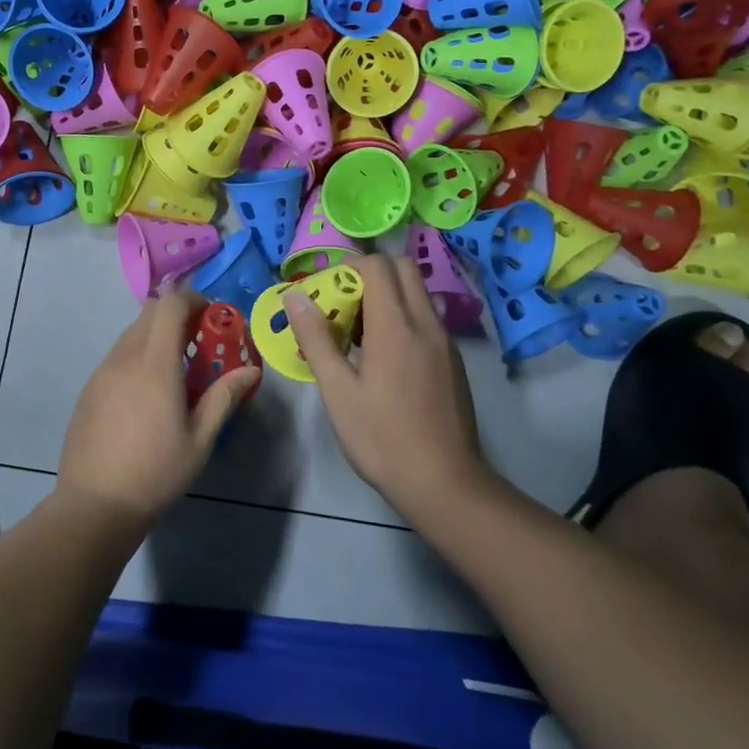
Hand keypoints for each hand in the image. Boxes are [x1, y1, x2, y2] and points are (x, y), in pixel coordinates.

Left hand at [57, 290, 259, 527]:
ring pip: (131, 333)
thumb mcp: (200, 439)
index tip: (212, 318)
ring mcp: (101, 371)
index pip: (169, 304)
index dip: (193, 300)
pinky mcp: (89, 388)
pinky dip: (137, 355)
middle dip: (177, 315)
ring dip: (156, 335)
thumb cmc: (156, 472)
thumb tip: (252, 370)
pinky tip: (148, 392)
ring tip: (176, 369)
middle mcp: (124, 357)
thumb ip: (225, 397)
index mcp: (154, 363)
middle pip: (149, 312)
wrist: (95, 505)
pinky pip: (117, 355)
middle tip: (199, 342)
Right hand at [285, 254, 489, 518]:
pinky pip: (427, 320)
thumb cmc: (382, 437)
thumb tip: (294, 295)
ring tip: (360, 334)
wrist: (445, 483)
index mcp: (395, 325)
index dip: (349, 267)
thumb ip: (316, 338)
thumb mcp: (338, 391)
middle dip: (372, 274)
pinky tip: (385, 359)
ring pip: (418, 294)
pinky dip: (404, 319)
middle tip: (344, 306)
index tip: (328, 293)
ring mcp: (445, 342)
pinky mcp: (454, 362)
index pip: (378, 265)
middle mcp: (426, 323)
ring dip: (389, 296)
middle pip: (404, 269)